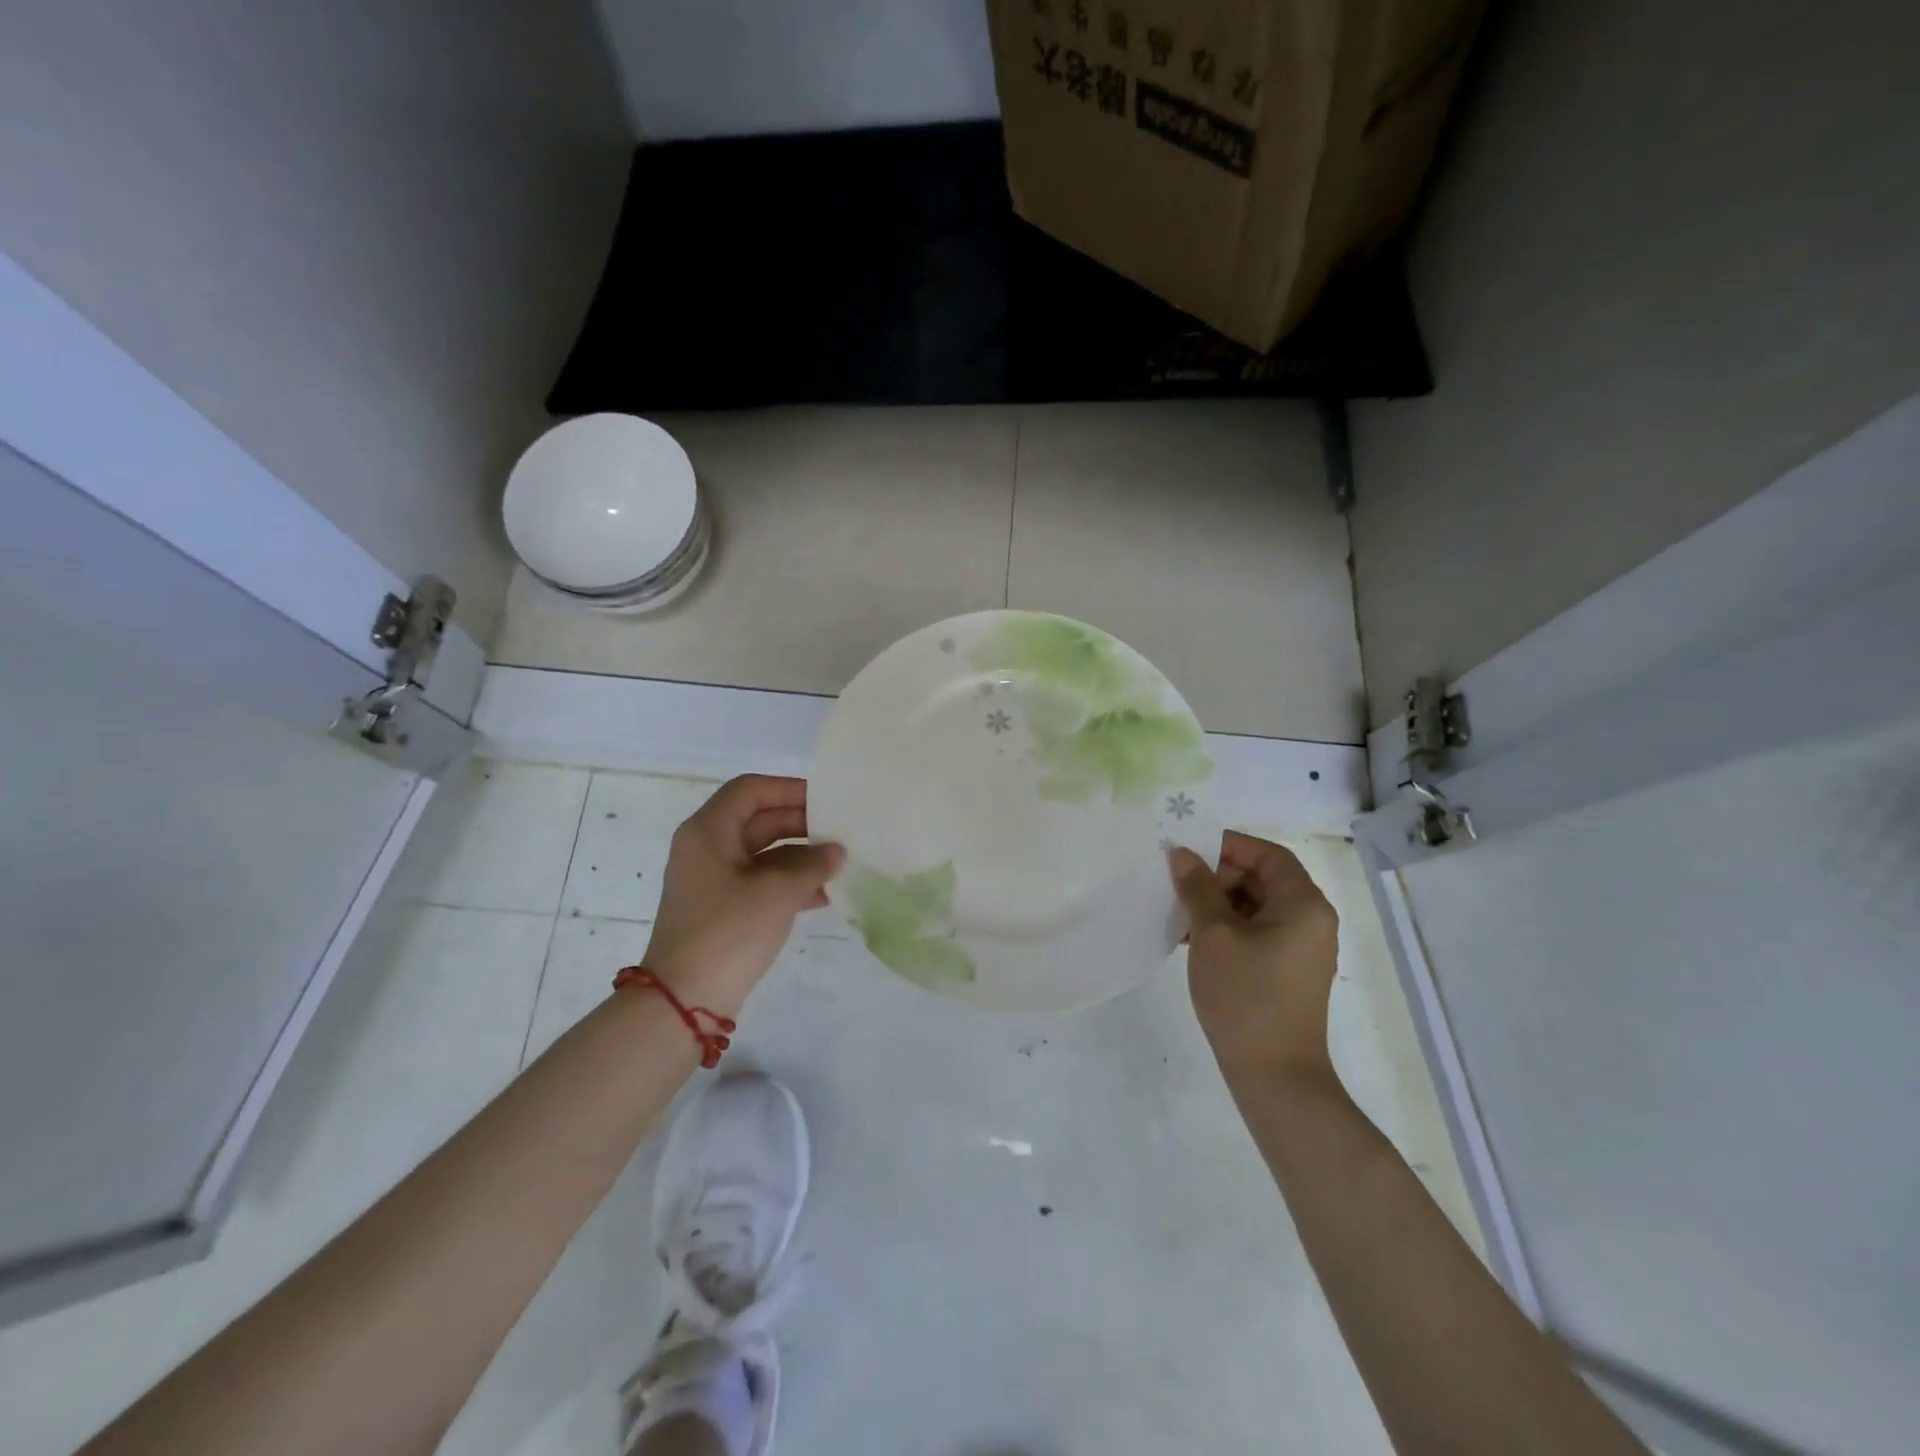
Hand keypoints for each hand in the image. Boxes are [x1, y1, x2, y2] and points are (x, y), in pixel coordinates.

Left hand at [642, 775, 843, 1013]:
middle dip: (801, 825)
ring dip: (801, 857)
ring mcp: (713, 881)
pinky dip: (790, 884)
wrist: (685, 1001)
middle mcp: (707, 848)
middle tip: (841, 832)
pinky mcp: (723, 909)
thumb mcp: (778, 892)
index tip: (827, 800)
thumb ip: (812, 865)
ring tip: (840, 864)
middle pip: (759, 820)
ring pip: (764, 854)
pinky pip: (761, 882)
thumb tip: (836, 852)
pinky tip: (825, 896)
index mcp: (708, 831)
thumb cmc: (728, 931)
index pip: (751, 790)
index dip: (789, 789)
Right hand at [1170, 831, 1339, 1084]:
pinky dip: (1227, 928)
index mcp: (1303, 904)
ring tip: (1179, 916)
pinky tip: (1192, 941)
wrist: (1274, 1075)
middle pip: (1262, 878)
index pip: (1267, 854)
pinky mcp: (1288, 971)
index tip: (1188, 853)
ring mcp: (1301, 948)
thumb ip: (1198, 887)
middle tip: (1178, 886)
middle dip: (1218, 877)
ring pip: (1256, 906)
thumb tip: (1182, 853)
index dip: (1227, 846)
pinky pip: (1257, 932)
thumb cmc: (1245, 995)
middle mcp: (1311, 920)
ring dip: (1217, 904)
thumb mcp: (1213, 934)